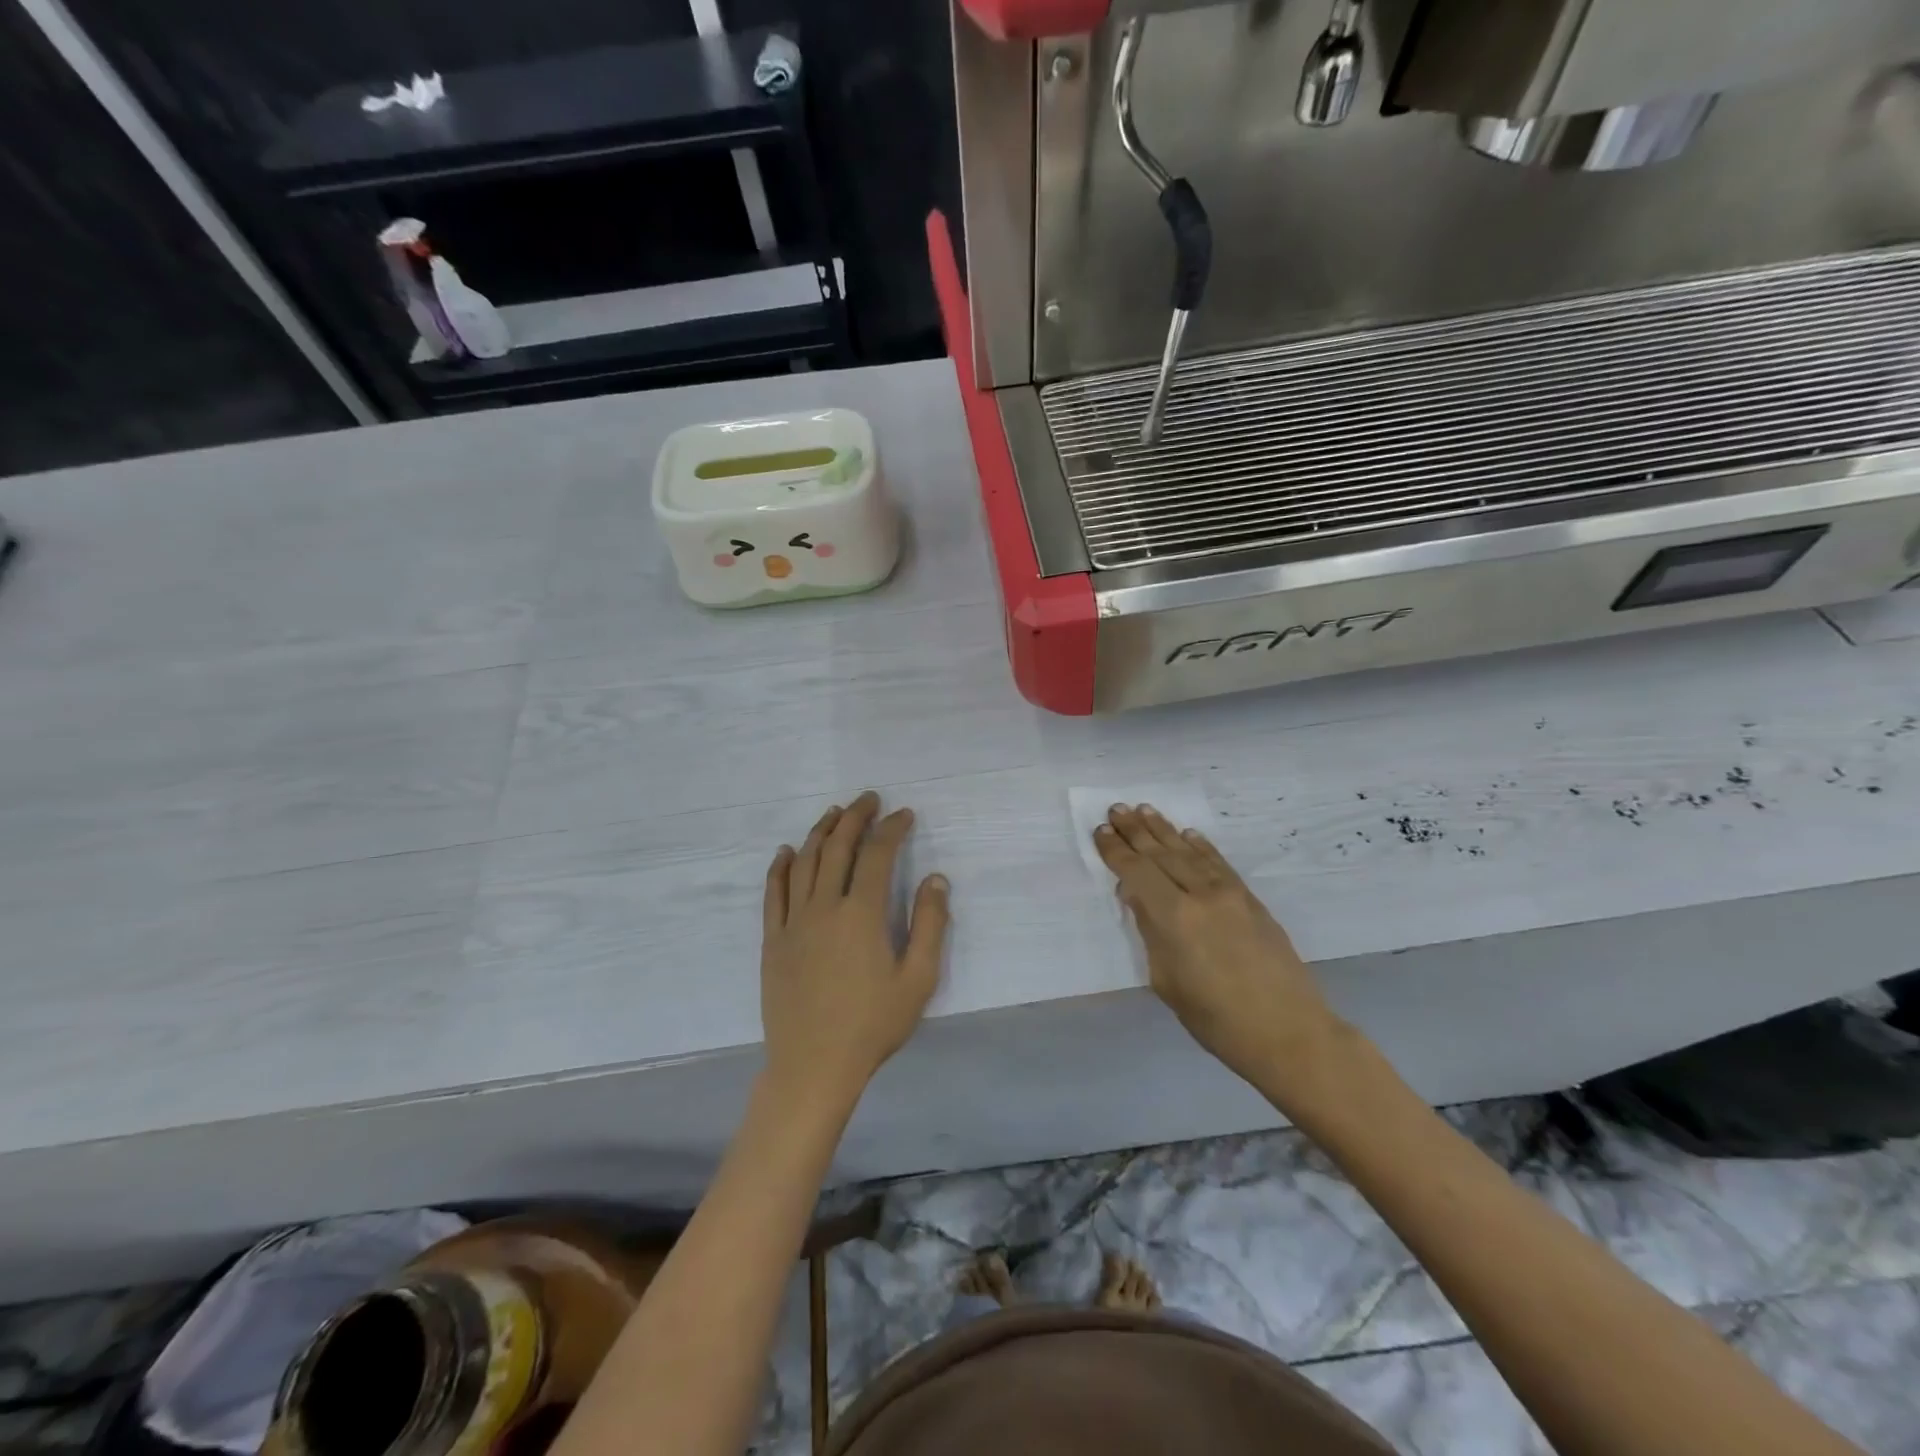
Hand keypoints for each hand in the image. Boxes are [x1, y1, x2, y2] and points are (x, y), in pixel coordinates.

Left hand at [761, 791, 950, 1111]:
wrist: (813, 1066)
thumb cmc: (872, 1025)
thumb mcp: (918, 980)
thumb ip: (929, 925)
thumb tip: (936, 879)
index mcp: (861, 914)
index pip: (877, 855)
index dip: (891, 829)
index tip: (904, 815)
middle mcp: (824, 907)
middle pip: (838, 847)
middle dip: (855, 817)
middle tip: (869, 799)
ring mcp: (793, 922)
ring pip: (805, 862)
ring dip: (821, 831)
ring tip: (835, 812)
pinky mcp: (773, 940)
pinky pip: (773, 892)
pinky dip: (781, 866)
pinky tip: (787, 851)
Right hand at [1095, 804, 1343, 1106]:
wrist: (1288, 1032)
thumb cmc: (1216, 1019)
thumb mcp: (1167, 982)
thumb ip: (1149, 932)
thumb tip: (1136, 897)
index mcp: (1173, 917)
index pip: (1137, 871)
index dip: (1116, 851)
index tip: (1101, 830)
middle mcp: (1200, 895)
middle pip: (1161, 854)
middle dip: (1136, 831)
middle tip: (1117, 808)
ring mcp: (1229, 893)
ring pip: (1189, 852)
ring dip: (1164, 830)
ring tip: (1144, 810)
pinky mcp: (1250, 899)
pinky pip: (1218, 862)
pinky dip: (1200, 845)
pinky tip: (1188, 833)